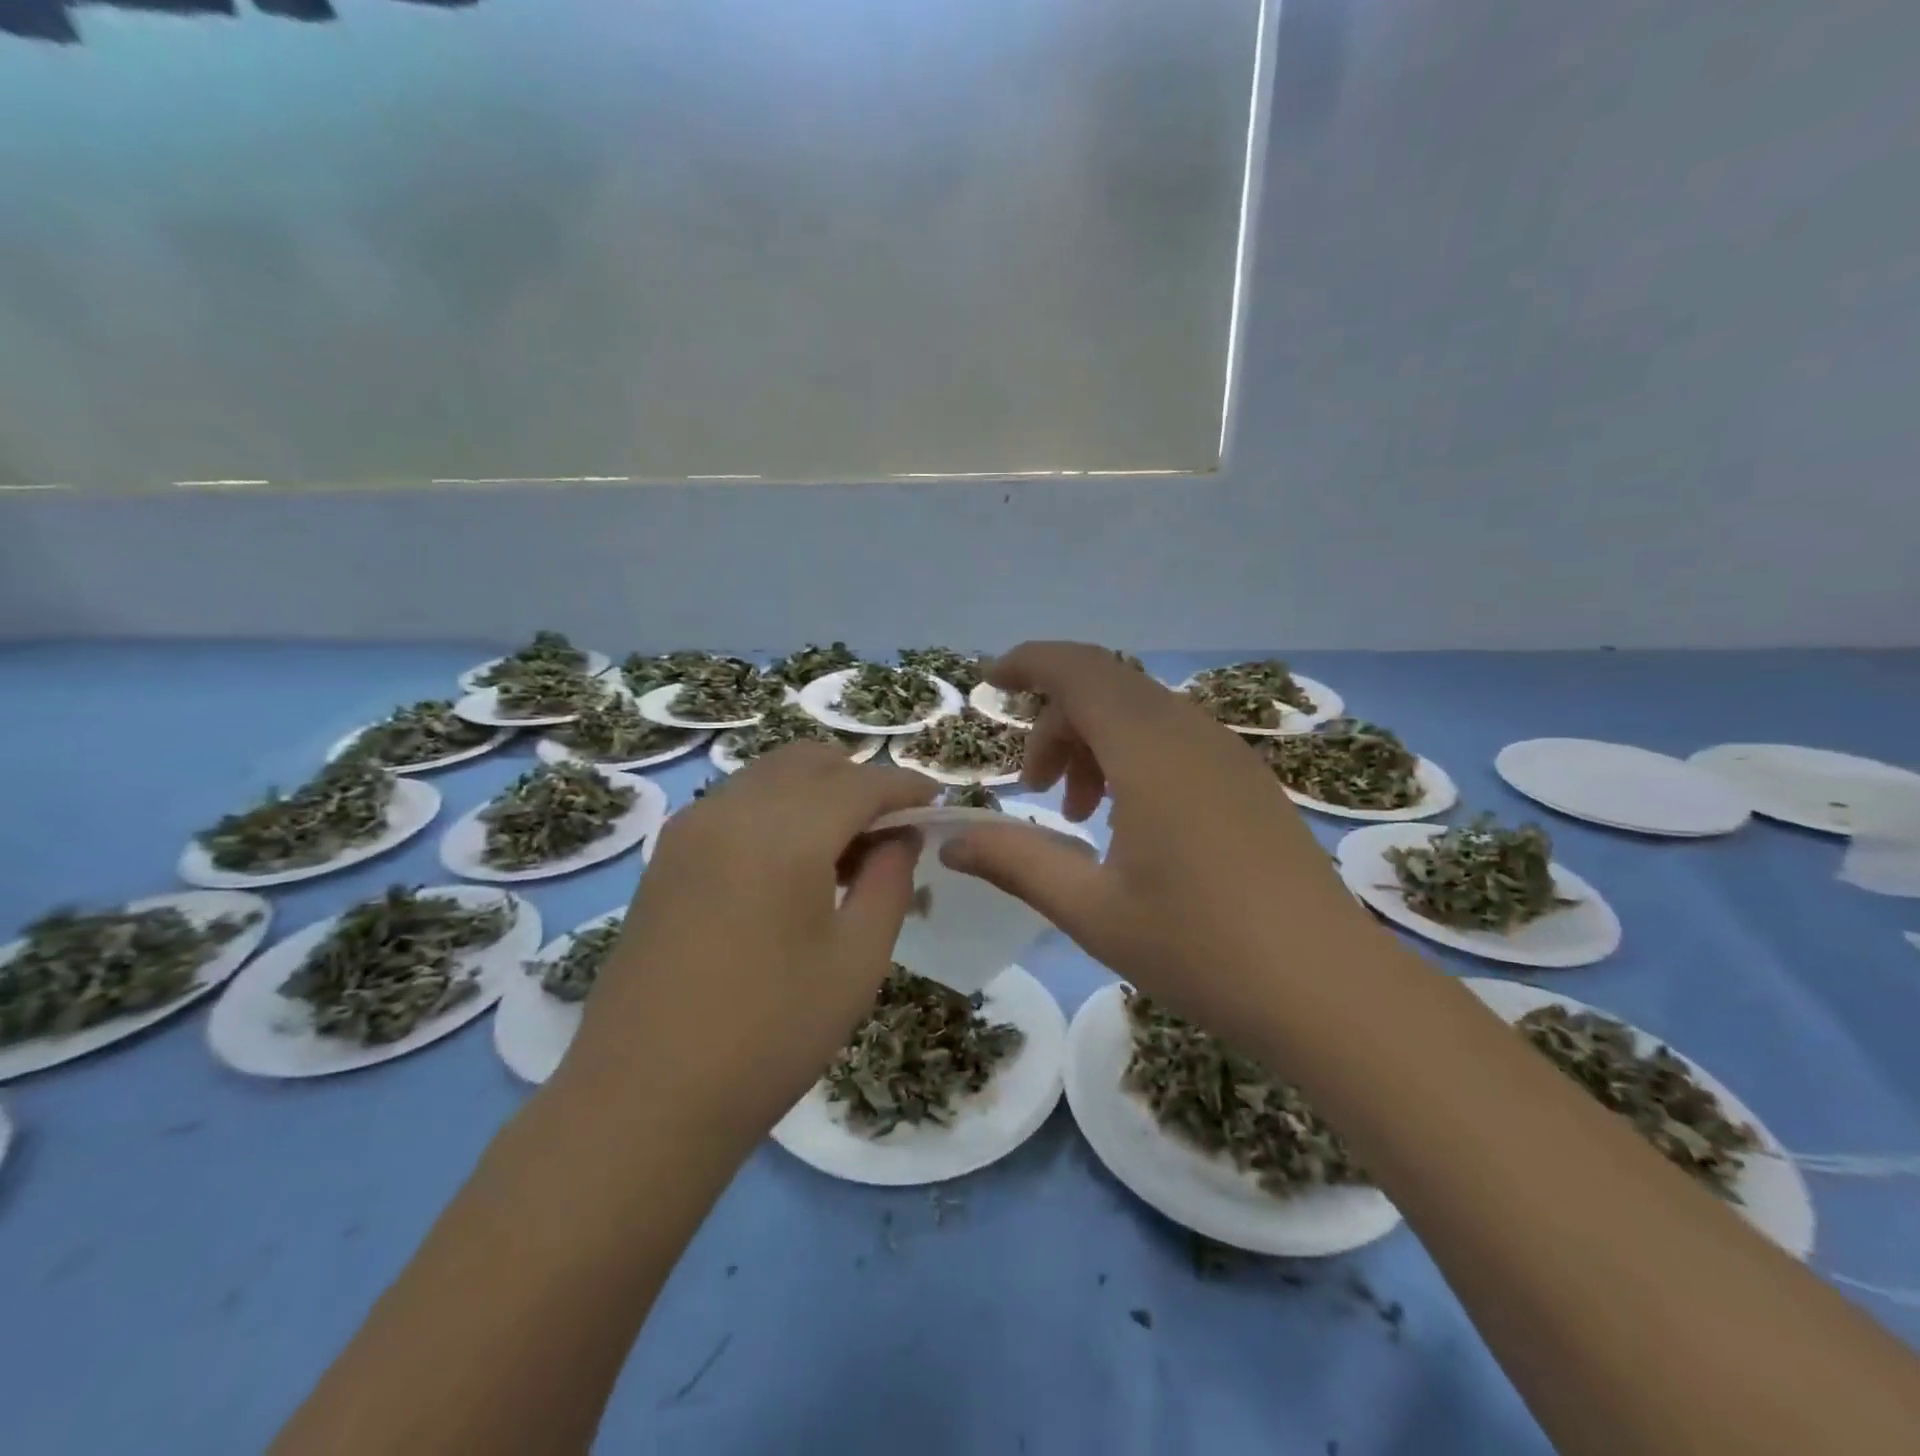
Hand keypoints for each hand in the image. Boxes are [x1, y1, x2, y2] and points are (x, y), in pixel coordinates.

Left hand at [562, 744, 936, 1144]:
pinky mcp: (667, 854)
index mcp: (785, 832)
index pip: (862, 782)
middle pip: (811, 760)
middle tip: (889, 832)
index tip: (937, 805)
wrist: (643, 1099)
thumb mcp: (857, 960)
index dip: (907, 787)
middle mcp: (733, 809)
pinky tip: (790, 867)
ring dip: (817, 793)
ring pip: (770, 775)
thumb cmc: (770, 1034)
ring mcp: (690, 828)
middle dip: (859, 781)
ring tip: (843, 853)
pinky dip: (777, 810)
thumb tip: (900, 834)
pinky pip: (737, 803)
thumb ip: (889, 880)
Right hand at [942, 643, 1372, 1032]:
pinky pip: (1174, 739)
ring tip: (1078, 813)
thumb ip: (1014, 862)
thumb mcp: (1091, 909)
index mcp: (1149, 749)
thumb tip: (950, 842)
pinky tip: (1130, 823)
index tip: (989, 684)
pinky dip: (1132, 758)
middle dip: (1055, 724)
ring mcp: (1228, 753)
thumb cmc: (1201, 948)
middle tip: (1034, 789)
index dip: (1028, 662)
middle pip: (1105, 689)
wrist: (1330, 990)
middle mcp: (1191, 732)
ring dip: (1094, 743)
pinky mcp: (1248, 780)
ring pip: (1141, 714)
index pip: (1078, 668)